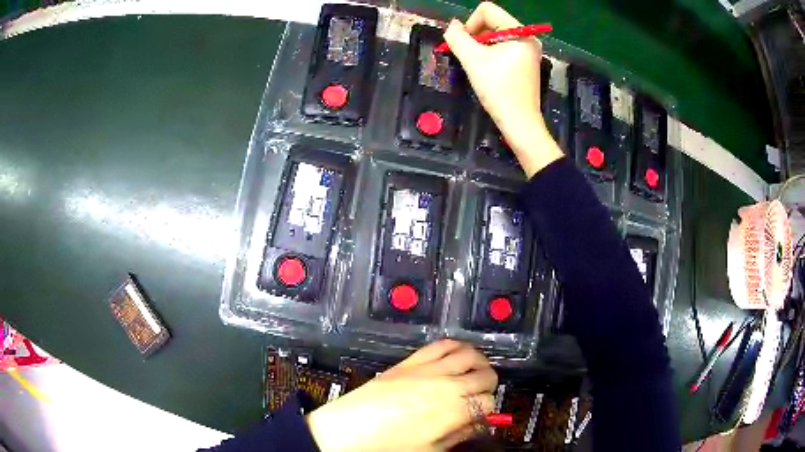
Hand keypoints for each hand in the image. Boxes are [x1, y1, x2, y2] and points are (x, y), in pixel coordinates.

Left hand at [306, 340, 497, 450]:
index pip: (489, 402)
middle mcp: (447, 385)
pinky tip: (456, 355)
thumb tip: (476, 424)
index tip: (481, 415)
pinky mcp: (411, 361)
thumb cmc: (388, 446)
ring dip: (478, 362)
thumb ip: (458, 435)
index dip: (488, 410)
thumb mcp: (430, 449)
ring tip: (475, 372)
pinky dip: (456, 346)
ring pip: (469, 353)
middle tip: (481, 395)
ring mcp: (428, 369)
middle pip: (485, 375)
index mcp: (454, 411)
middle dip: (488, 386)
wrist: (349, 430)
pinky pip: (441, 344)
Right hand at [443, 2, 563, 177]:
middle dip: (476, 36)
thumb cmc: (498, 90)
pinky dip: (491, 54)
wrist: (519, 122)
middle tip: (471, 57)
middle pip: (492, 21)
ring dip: (482, 46)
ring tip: (479, 66)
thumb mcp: (472, 60)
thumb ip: (457, 37)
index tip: (467, 45)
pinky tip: (489, 70)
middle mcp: (528, 37)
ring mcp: (529, 50)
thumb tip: (453, 25)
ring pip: (496, 34)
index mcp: (520, 32)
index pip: (488, 10)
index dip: (470, 23)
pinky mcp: (526, 61)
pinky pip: (503, 47)